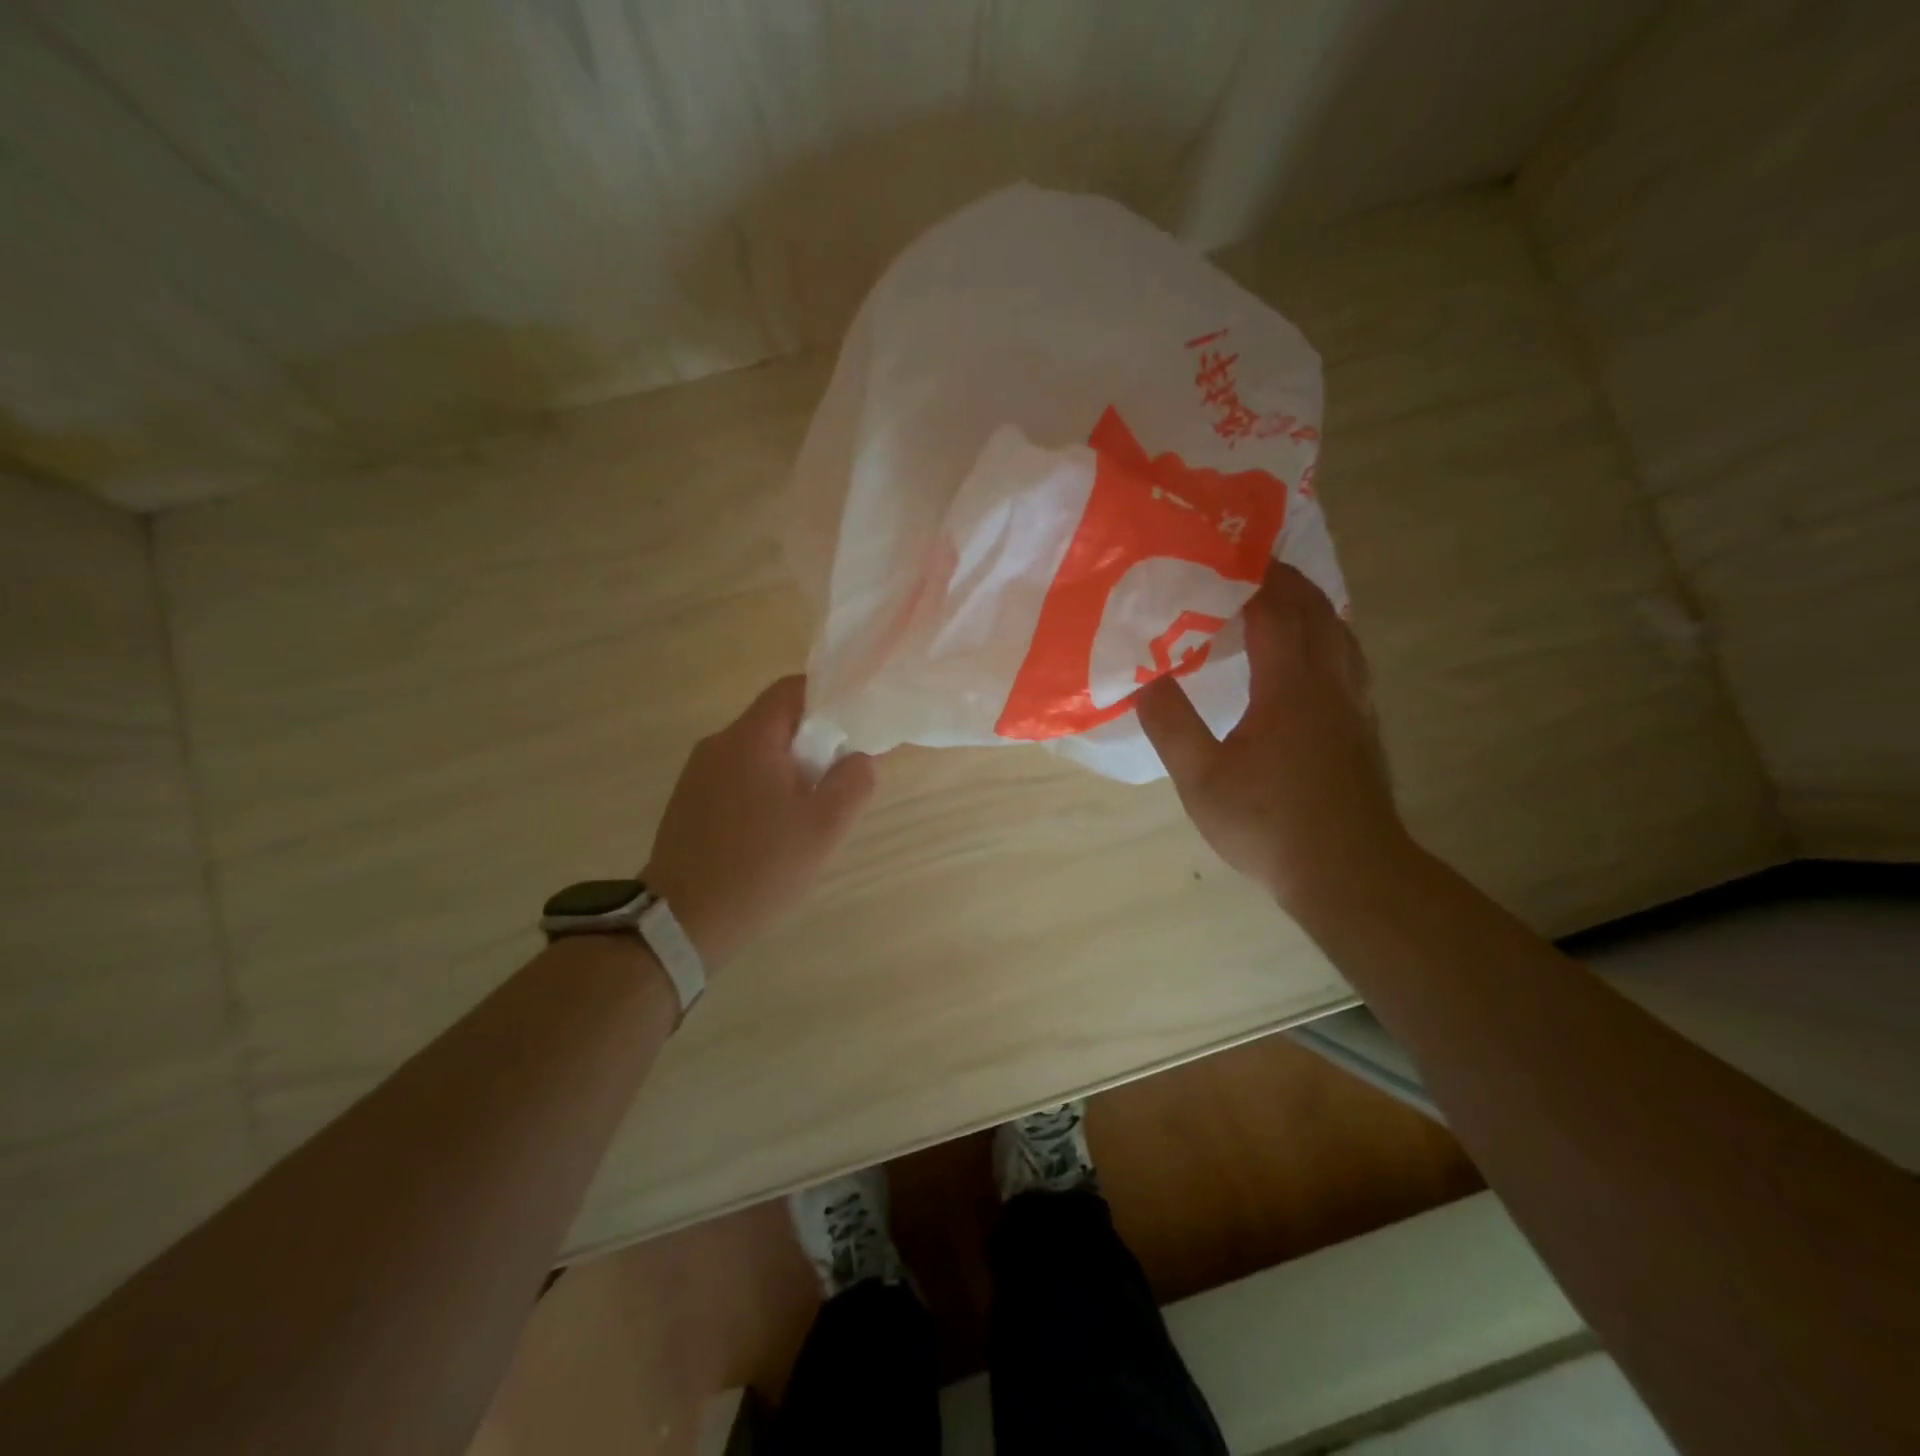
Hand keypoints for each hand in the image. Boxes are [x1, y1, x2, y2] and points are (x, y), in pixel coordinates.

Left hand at [643, 676, 874, 968]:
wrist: (682, 922)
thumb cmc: (760, 867)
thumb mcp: (824, 827)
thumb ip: (854, 782)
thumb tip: (858, 758)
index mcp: (749, 739)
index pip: (791, 689)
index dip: (827, 698)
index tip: (852, 728)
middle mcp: (717, 745)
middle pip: (774, 722)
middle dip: (812, 742)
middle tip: (836, 781)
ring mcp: (697, 775)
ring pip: (755, 753)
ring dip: (787, 771)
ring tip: (807, 814)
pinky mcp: (688, 803)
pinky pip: (735, 778)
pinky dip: (762, 790)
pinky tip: (772, 832)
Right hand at [1136, 563, 1411, 916]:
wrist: (1349, 873)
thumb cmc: (1269, 825)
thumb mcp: (1201, 780)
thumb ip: (1172, 725)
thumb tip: (1146, 678)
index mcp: (1290, 688)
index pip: (1275, 612)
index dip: (1253, 578)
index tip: (1227, 552)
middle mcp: (1330, 684)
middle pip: (1316, 612)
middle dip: (1287, 580)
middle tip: (1252, 563)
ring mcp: (1354, 706)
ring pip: (1341, 634)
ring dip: (1313, 605)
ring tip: (1283, 596)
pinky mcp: (1364, 728)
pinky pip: (1349, 659)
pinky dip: (1329, 635)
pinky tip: (1313, 653)